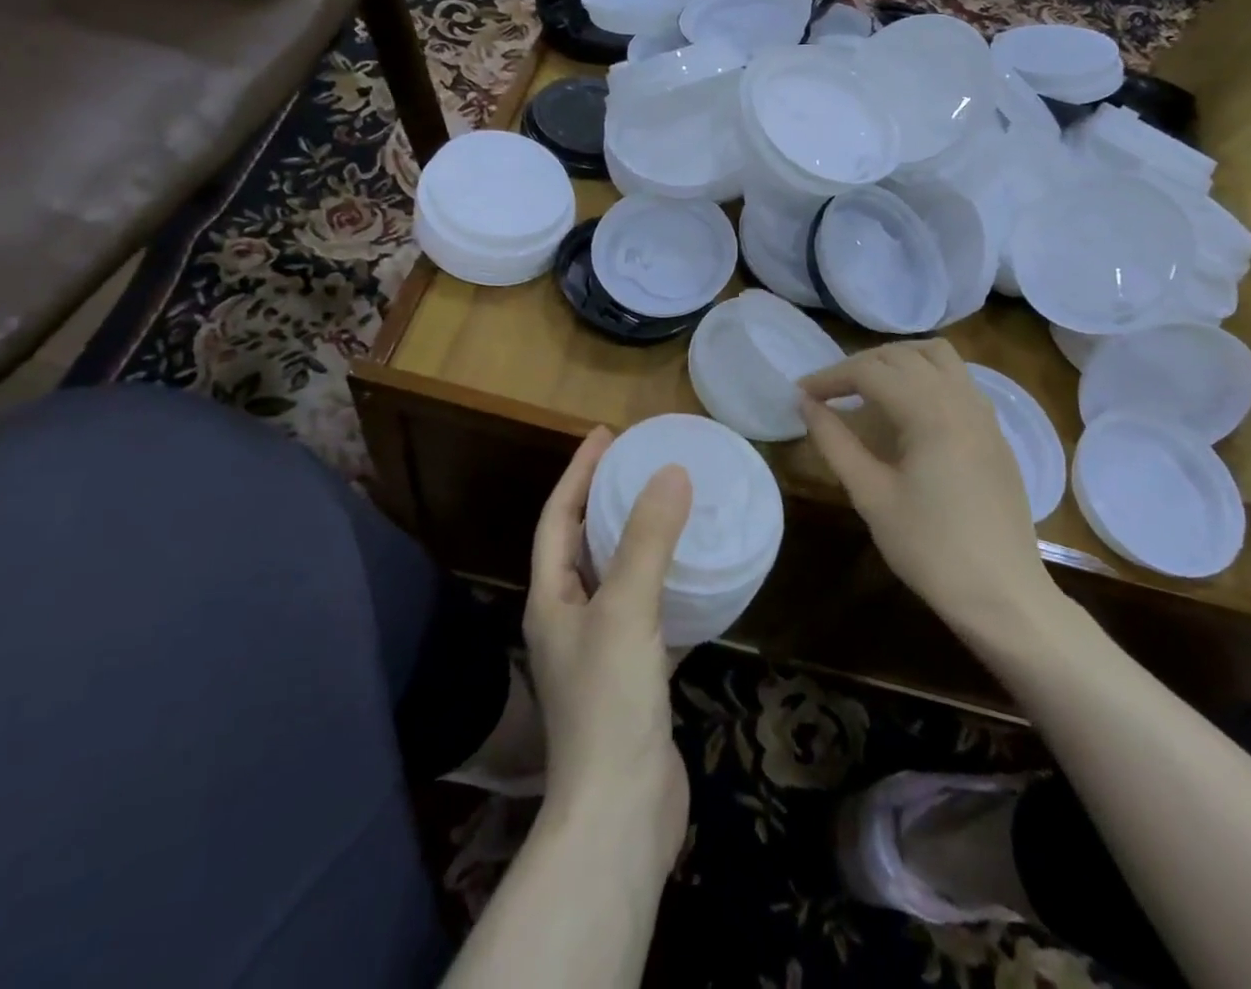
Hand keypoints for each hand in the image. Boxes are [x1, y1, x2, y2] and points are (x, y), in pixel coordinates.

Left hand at [525, 428, 690, 867]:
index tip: (606, 434)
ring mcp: (601, 652)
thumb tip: (672, 472)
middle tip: (643, 465)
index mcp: (551, 598)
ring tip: (674, 509)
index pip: (558, 516)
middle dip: (606, 500)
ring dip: (640, 542)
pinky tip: (699, 578)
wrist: (621, 815)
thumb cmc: (610, 703)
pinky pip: (651, 615)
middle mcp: (569, 619)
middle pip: (584, 543)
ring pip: (619, 579)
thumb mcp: (626, 609)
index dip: (578, 472)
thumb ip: (647, 539)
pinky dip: (670, 589)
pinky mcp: (635, 679)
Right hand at [797, 340, 1060, 632]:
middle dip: (859, 366)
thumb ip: (835, 442)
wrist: (1004, 595)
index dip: (830, 377)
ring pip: (937, 357)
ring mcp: (985, 413)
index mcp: (931, 412)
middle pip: (902, 356)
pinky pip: (958, 380)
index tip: (801, 393)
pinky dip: (925, 376)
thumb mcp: (871, 496)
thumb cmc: (930, 548)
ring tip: (867, 389)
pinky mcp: (995, 432)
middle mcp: (961, 398)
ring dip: (897, 361)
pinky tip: (907, 410)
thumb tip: (806, 404)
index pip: (870, 372)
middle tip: (828, 393)